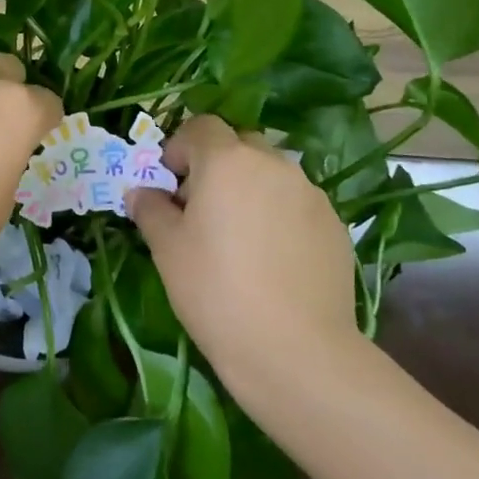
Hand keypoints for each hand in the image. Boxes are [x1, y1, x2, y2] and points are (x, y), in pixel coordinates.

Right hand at [127, 116, 361, 393]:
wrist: (297, 351)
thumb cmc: (216, 290)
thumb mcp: (167, 249)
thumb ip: (150, 209)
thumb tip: (141, 193)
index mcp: (227, 160)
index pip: (201, 126)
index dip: (180, 148)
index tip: (171, 185)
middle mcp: (273, 164)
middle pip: (239, 146)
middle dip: (217, 167)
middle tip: (203, 211)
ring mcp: (311, 194)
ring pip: (272, 175)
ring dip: (251, 190)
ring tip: (241, 240)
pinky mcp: (336, 226)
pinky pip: (298, 205)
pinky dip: (280, 217)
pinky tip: (273, 262)